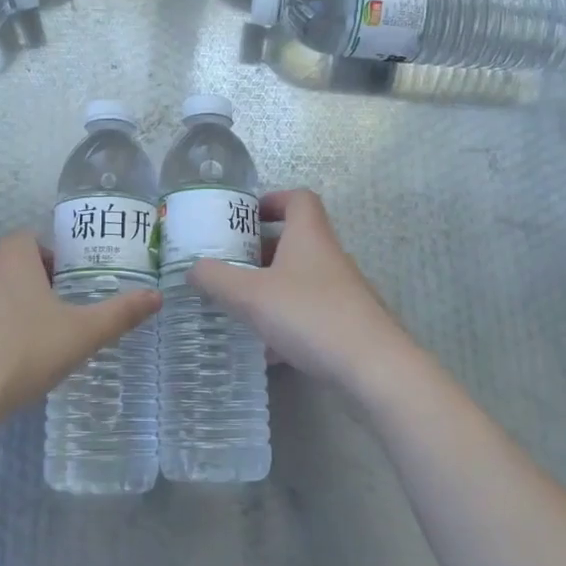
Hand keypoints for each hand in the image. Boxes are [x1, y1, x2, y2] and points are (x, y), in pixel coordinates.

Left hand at [0, 232, 160, 427]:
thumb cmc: (20, 356)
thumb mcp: (80, 336)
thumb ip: (120, 314)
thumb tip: (158, 296)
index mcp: (12, 259)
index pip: (31, 241)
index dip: (49, 262)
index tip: (61, 293)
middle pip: (3, 267)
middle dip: (22, 289)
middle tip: (42, 327)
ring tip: (8, 351)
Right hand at [188, 189, 420, 393]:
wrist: (373, 367)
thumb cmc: (310, 315)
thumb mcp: (251, 296)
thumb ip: (217, 279)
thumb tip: (192, 269)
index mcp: (309, 236)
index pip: (298, 199)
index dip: (272, 200)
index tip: (245, 216)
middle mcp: (329, 257)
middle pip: (295, 240)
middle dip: (260, 251)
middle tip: (229, 265)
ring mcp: (342, 291)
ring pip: (300, 279)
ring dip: (271, 288)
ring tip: (240, 306)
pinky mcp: (347, 323)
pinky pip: (309, 313)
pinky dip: (286, 323)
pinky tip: (267, 350)